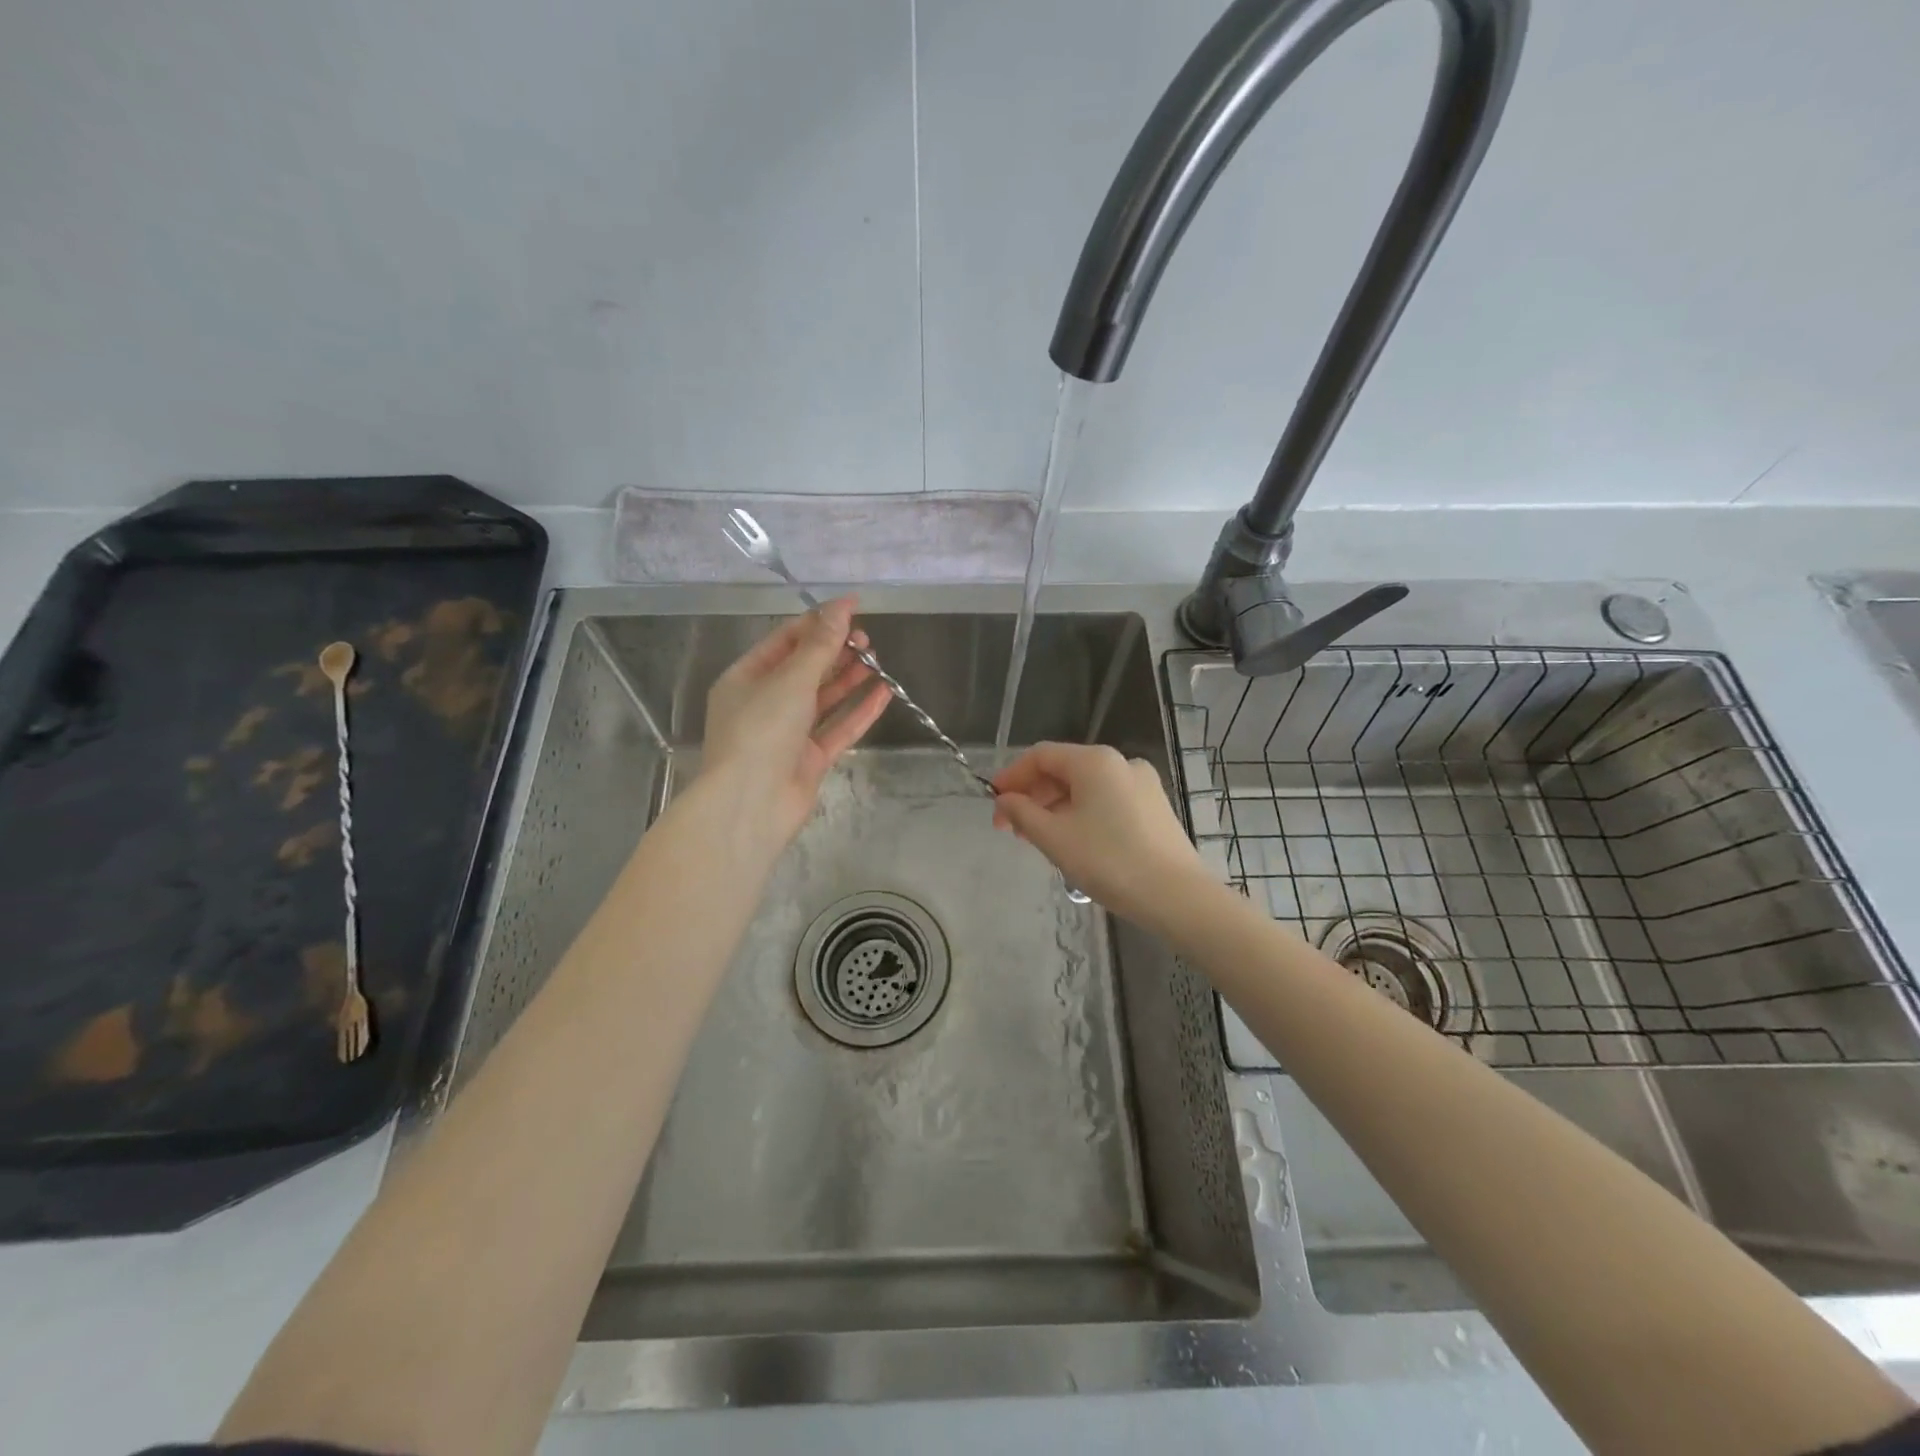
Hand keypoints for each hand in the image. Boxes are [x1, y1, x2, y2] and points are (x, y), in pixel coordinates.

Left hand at [700, 597, 890, 852]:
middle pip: (804, 669)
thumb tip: (841, 607)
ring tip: (876, 660)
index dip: (818, 622)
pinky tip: (883, 693)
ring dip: (848, 679)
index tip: (853, 607)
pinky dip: (859, 711)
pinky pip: (837, 728)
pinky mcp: (809, 759)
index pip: (784, 640)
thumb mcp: (791, 680)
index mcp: (745, 678)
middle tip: (866, 639)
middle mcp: (764, 703)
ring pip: (823, 699)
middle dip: (835, 651)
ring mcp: (787, 734)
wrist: (751, 804)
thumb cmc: (761, 731)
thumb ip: (820, 646)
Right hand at [991, 742, 1211, 928]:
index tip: (993, 804)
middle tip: (1011, 829)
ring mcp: (1142, 784)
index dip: (1012, 777)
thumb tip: (1005, 800)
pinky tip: (1073, 842)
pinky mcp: (1154, 807)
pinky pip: (1106, 800)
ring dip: (1055, 808)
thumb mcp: (1054, 838)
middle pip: (1064, 769)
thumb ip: (1021, 813)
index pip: (1040, 756)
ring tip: (1039, 840)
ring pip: (1085, 787)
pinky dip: (1082, 814)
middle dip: (1033, 796)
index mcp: (1094, 760)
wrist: (1176, 896)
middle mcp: (1120, 762)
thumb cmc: (1109, 861)